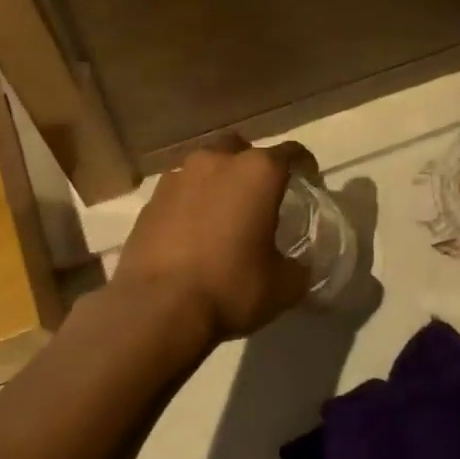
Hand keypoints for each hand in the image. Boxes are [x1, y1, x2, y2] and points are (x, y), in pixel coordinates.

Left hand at [113, 135, 309, 345]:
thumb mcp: (284, 286)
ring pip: (205, 168)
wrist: (157, 309)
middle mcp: (216, 161)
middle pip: (241, 149)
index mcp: (257, 172)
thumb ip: (298, 266)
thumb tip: (298, 264)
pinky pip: (179, 192)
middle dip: (253, 167)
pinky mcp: (150, 201)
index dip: (305, 166)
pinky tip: (192, 233)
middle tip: (260, 198)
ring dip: (218, 183)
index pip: (291, 153)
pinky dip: (190, 204)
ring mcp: (177, 177)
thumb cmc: (231, 288)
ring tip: (223, 215)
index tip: (309, 182)